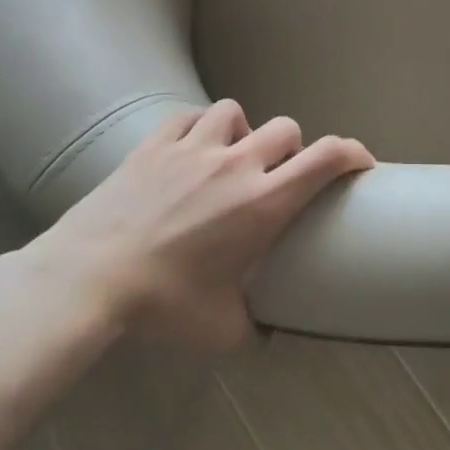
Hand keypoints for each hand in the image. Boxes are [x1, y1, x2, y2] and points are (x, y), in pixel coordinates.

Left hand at [0, 101, 372, 362]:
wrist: (88, 280)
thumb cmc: (163, 306)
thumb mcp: (221, 333)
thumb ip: (255, 332)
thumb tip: (269, 338)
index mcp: (264, 203)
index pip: (327, 158)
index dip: (353, 152)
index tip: (361, 162)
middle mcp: (237, 165)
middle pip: (287, 128)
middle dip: (294, 148)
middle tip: (279, 175)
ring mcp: (194, 148)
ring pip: (236, 112)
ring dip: (244, 131)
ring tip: (231, 156)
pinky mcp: (155, 144)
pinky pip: (189, 116)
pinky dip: (199, 126)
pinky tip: (192, 147)